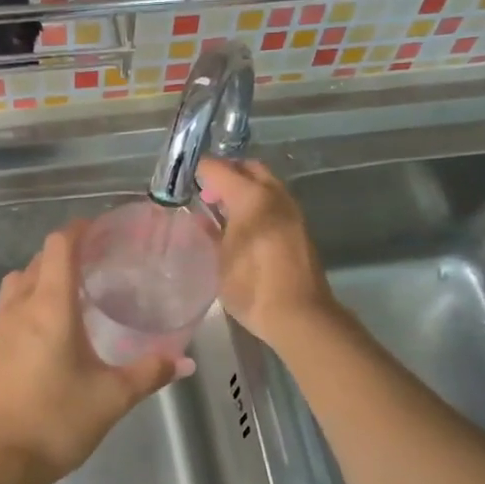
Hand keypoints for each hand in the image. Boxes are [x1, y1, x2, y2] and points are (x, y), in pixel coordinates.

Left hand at [0, 222, 184, 483]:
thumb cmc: (56, 421)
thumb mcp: (112, 397)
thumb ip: (149, 373)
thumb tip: (184, 361)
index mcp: (50, 307)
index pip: (58, 245)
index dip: (80, 229)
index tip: (104, 229)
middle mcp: (21, 307)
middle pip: (38, 258)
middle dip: (67, 251)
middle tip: (102, 260)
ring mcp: (1, 328)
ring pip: (20, 280)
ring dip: (45, 273)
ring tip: (78, 289)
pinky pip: (12, 305)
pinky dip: (33, 297)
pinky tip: (57, 326)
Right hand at [196, 158, 338, 351]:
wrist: (300, 315)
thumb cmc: (252, 287)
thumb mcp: (220, 260)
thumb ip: (211, 232)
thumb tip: (202, 216)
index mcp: (252, 198)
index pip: (220, 169)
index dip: (200, 170)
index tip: (185, 178)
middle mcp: (275, 196)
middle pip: (249, 169)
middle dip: (227, 173)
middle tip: (206, 192)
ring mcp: (291, 211)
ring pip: (265, 184)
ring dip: (244, 188)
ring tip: (222, 210)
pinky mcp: (300, 228)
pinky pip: (274, 203)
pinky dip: (257, 204)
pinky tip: (243, 226)